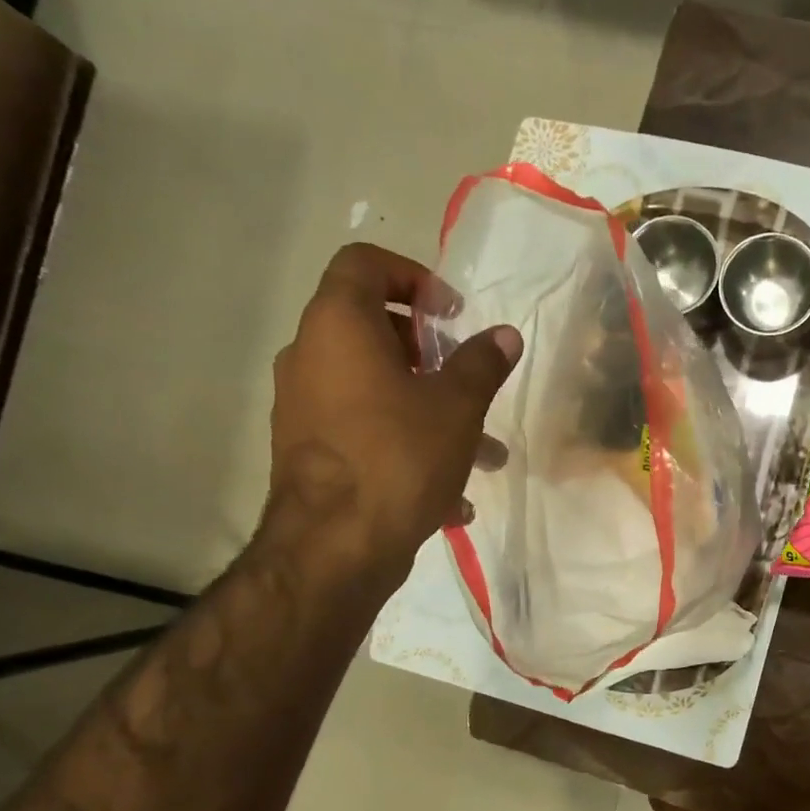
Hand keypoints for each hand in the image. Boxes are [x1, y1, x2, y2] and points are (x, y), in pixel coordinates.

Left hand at [266, 243, 519, 570]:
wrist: (336, 546)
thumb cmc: (400, 457)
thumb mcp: (457, 407)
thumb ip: (482, 364)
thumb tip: (504, 335)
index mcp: (339, 326)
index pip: (364, 264)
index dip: (413, 276)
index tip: (452, 315)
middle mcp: (311, 356)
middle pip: (372, 329)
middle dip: (430, 354)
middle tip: (465, 379)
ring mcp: (305, 406)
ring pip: (375, 389)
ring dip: (429, 408)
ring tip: (483, 455)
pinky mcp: (311, 451)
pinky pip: (365, 431)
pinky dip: (406, 445)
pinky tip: (451, 497)